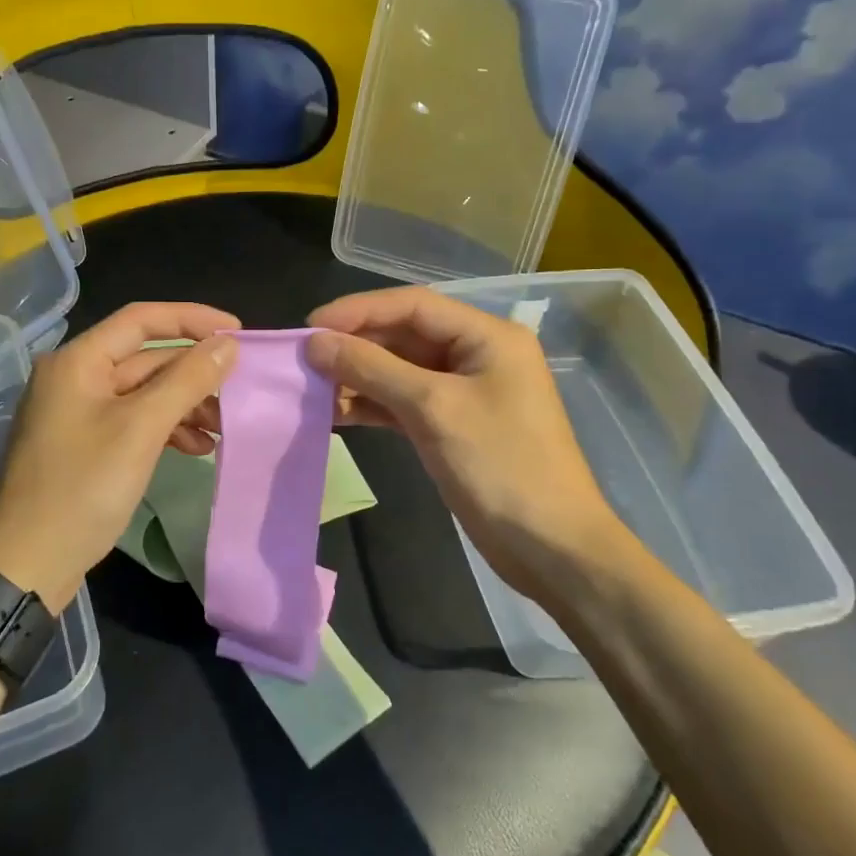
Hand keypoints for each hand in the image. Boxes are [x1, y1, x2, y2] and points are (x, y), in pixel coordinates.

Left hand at [0, 302, 239, 609]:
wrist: (29, 565)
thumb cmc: (83, 488)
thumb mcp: (141, 429)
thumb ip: (187, 381)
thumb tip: (228, 344)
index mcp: (77, 361)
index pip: (142, 320)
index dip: (193, 319)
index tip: (237, 332)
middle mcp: (74, 377)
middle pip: (144, 358)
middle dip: (193, 373)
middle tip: (238, 389)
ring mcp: (77, 413)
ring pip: (142, 392)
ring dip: (184, 405)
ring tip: (222, 427)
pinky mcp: (85, 445)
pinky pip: (133, 421)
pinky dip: (165, 429)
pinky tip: (196, 448)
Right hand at [305, 287, 627, 594]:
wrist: (551, 549)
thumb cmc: (501, 467)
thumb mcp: (433, 409)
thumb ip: (372, 369)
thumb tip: (315, 343)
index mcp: (487, 336)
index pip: (412, 305)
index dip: (358, 311)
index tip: (310, 328)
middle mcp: (475, 355)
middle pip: (404, 335)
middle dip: (355, 345)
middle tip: (303, 360)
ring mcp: (463, 392)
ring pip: (399, 370)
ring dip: (358, 377)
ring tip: (311, 388)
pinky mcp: (451, 426)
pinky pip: (403, 402)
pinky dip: (371, 405)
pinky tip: (334, 413)